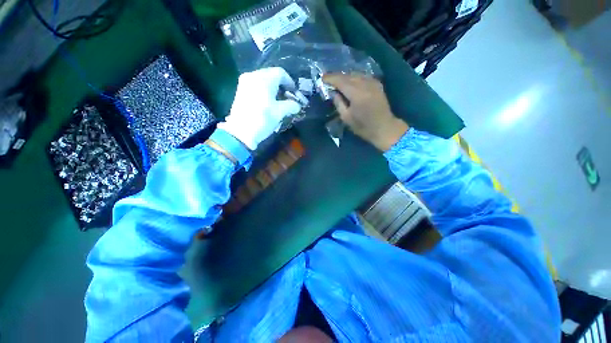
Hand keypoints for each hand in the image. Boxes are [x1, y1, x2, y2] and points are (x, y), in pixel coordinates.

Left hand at [218, 67, 301, 149]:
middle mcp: (252, 76)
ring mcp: (245, 83)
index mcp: (263, 78)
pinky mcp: (241, 91)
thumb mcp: (280, 112)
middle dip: (282, 86)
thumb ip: (291, 105)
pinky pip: (257, 86)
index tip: (295, 94)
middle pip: (272, 75)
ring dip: (274, 89)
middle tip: (288, 98)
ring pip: (264, 81)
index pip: (281, 73)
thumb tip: (297, 105)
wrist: (241, 132)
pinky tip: (269, 102)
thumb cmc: (262, 119)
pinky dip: (265, 91)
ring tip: (280, 102)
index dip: (290, 82)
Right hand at [323, 74, 408, 150]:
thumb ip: (338, 103)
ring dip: (345, 76)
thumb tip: (333, 92)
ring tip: (338, 81)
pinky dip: (354, 77)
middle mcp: (365, 84)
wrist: (384, 128)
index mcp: (356, 94)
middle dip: (337, 77)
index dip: (330, 78)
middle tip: (328, 80)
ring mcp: (372, 82)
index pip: (340, 81)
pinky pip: (363, 76)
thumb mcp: (346, 118)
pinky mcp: (377, 84)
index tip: (322, 78)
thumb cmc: (363, 127)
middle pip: (348, 75)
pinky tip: (350, 82)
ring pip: (356, 74)